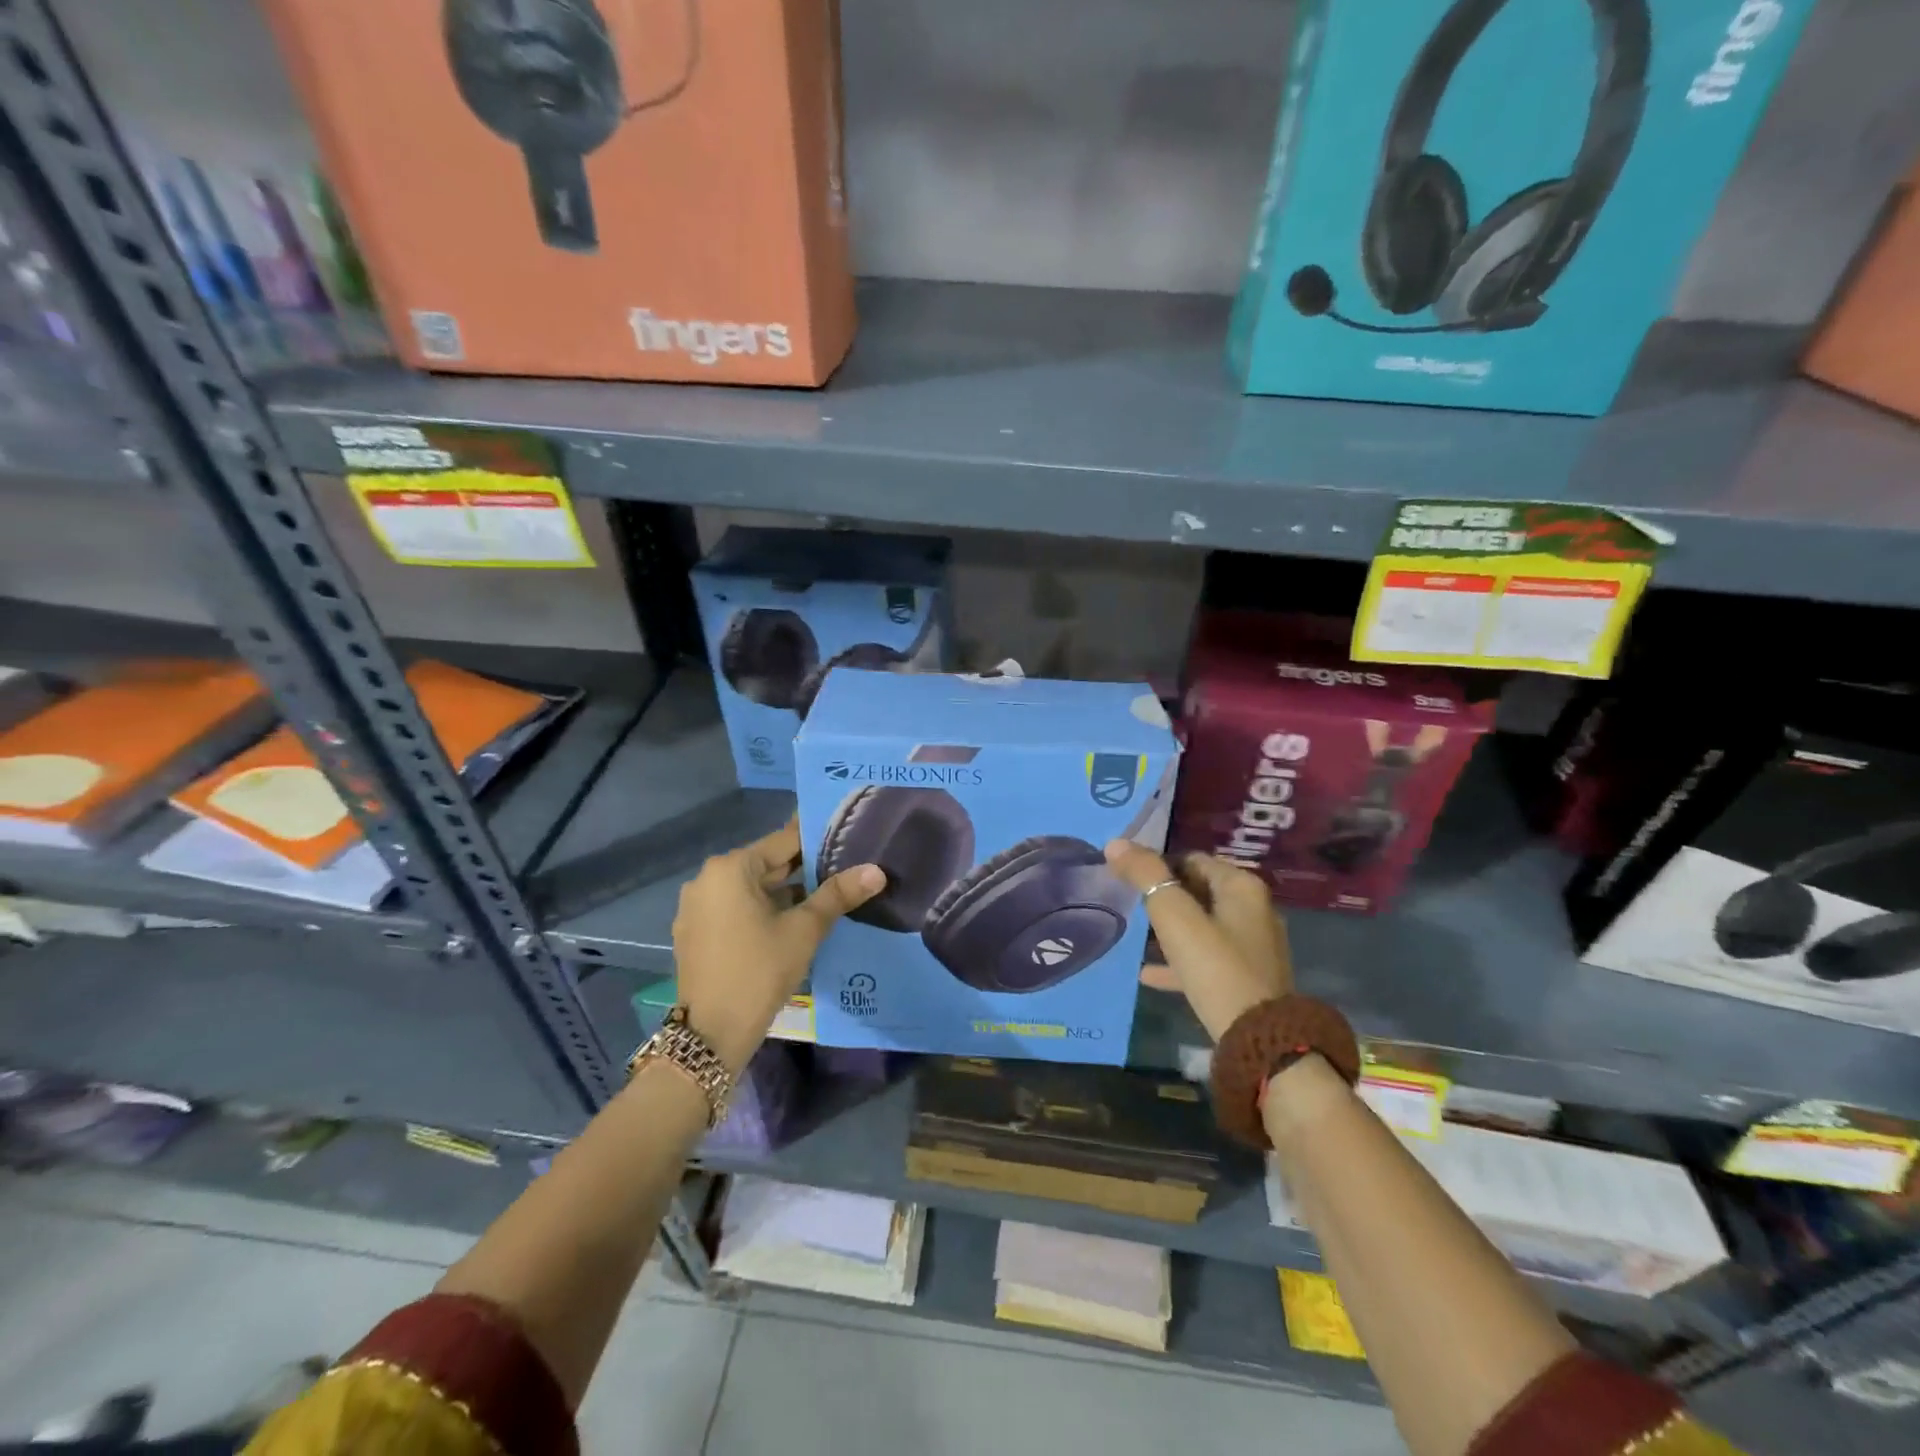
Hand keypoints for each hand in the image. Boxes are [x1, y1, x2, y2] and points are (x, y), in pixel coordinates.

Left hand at [672, 818, 884, 1072]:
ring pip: (751, 890)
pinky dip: (762, 912)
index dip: (817, 842)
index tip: (847, 841)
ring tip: (825, 899)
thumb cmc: (759, 970)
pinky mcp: (695, 933)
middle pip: (766, 865)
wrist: (711, 1035)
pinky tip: (791, 925)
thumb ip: (838, 895)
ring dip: (784, 894)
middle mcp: (707, 879)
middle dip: (803, 871)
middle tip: (844, 872)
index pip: (783, 841)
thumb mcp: (805, 930)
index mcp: (730, 868)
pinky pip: (735, 910)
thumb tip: (877, 871)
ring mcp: (697, 908)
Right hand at [1105, 841, 1291, 1042]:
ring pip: (1201, 926)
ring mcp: (1253, 947)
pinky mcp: (1247, 978)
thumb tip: (1115, 844)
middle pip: (1198, 891)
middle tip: (1128, 903)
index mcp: (1242, 887)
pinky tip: (1147, 974)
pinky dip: (1179, 960)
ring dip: (1170, 928)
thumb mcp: (1174, 916)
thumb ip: (1145, 876)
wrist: (1259, 1040)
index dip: (1158, 865)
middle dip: (1163, 895)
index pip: (1192, 859)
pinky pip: (1206, 959)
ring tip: (1135, 935)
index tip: (1127, 878)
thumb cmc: (1216, 967)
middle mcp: (1254, 910)